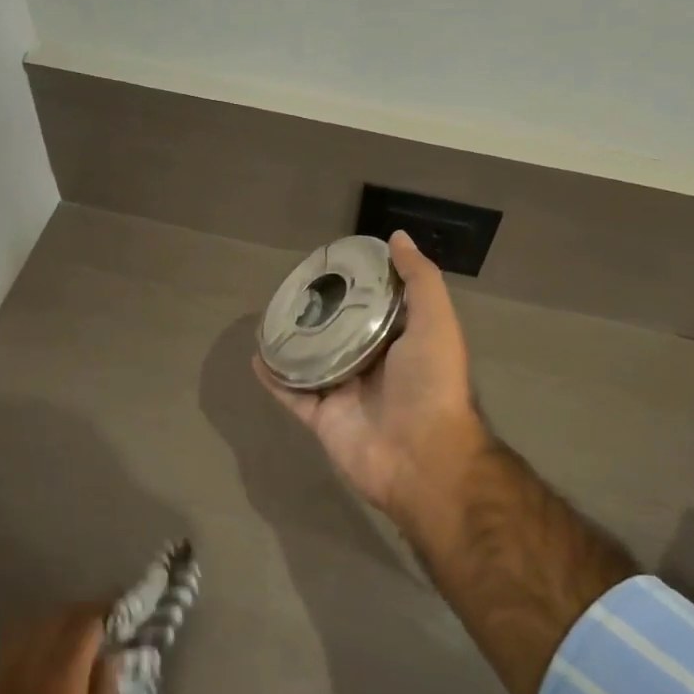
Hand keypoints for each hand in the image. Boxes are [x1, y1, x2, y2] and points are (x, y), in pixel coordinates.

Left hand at [0, 604, 122, 693]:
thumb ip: (106, 687)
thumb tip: (106, 654)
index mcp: (59, 678)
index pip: (83, 623)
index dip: (105, 610)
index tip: (123, 607)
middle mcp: (25, 670)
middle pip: (53, 620)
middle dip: (80, 614)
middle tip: (104, 621)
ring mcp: (0, 684)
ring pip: (27, 632)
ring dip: (54, 625)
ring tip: (76, 637)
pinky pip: (9, 655)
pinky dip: (31, 644)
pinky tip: (46, 659)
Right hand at [255, 231, 488, 538]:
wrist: (422, 456)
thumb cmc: (431, 383)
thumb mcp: (435, 321)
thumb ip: (420, 280)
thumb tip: (397, 237)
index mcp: (402, 342)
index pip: (376, 307)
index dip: (358, 285)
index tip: (333, 263)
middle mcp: (374, 365)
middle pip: (341, 333)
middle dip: (321, 313)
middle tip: (294, 287)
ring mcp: (346, 393)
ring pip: (313, 362)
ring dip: (293, 342)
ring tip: (269, 316)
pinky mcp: (323, 418)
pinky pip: (293, 394)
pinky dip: (275, 377)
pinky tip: (258, 354)